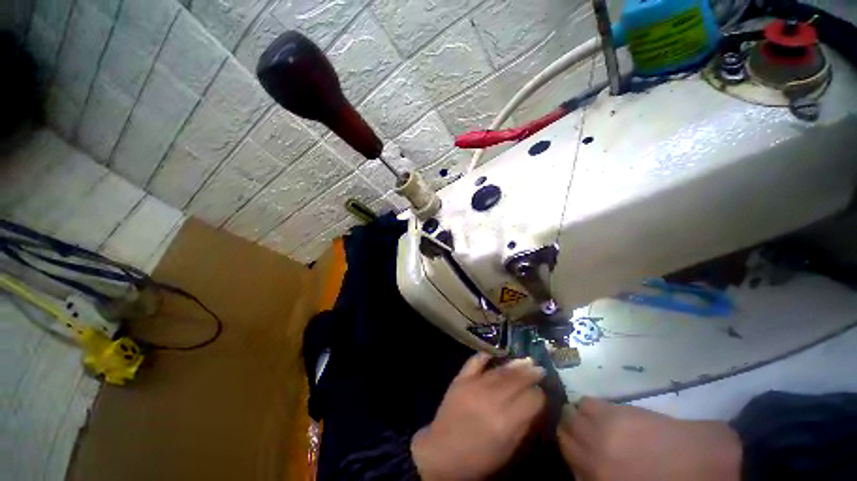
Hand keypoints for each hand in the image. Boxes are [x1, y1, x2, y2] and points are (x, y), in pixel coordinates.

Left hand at [411, 353, 545, 480]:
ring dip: (515, 364)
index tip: (542, 392)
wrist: (441, 454)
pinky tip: (494, 353)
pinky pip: (475, 361)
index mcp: (506, 422)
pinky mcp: (460, 379)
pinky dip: (485, 355)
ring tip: (526, 360)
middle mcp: (492, 399)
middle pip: (517, 380)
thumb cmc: (478, 459)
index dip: (539, 395)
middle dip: (530, 374)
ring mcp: (474, 385)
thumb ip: (522, 427)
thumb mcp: (507, 451)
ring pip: (499, 370)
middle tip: (539, 368)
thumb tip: (534, 406)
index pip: (531, 399)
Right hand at [558, 397, 741, 480]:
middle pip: (564, 438)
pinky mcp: (613, 413)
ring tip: (591, 422)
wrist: (707, 463)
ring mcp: (601, 434)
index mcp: (601, 480)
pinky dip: (587, 407)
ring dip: (576, 419)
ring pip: (570, 417)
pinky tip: (601, 412)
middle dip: (570, 436)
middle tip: (583, 437)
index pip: (569, 464)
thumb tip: (586, 468)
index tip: (579, 455)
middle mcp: (593, 459)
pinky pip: (586, 403)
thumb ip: (603, 479)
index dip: (572, 458)